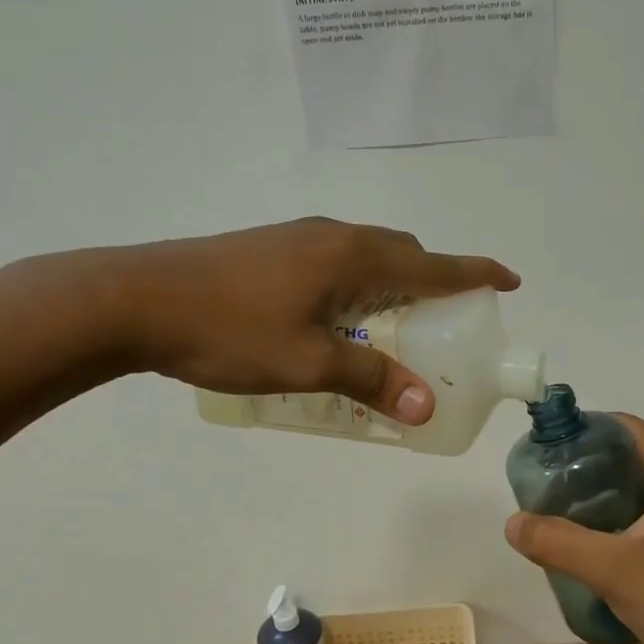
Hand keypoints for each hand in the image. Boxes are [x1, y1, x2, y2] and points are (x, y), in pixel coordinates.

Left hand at [90, 217, 518, 424]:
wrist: (133, 299)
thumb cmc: (228, 330)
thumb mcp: (306, 364)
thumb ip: (370, 380)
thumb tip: (426, 406)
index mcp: (351, 256)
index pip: (432, 263)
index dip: (476, 272)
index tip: (510, 280)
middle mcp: (332, 236)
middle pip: (402, 254)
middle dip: (433, 283)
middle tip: (443, 326)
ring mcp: (297, 239)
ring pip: (366, 257)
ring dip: (392, 286)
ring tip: (393, 330)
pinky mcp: (269, 250)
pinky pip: (335, 264)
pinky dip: (358, 288)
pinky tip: (336, 323)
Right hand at [504, 415, 643, 643]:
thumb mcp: (613, 570)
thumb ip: (558, 543)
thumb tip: (512, 523)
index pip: (626, 427)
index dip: (584, 430)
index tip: (547, 450)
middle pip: (633, 458)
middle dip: (588, 468)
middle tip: (548, 488)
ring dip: (605, 498)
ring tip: (564, 517)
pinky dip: (624, 521)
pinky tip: (599, 548)